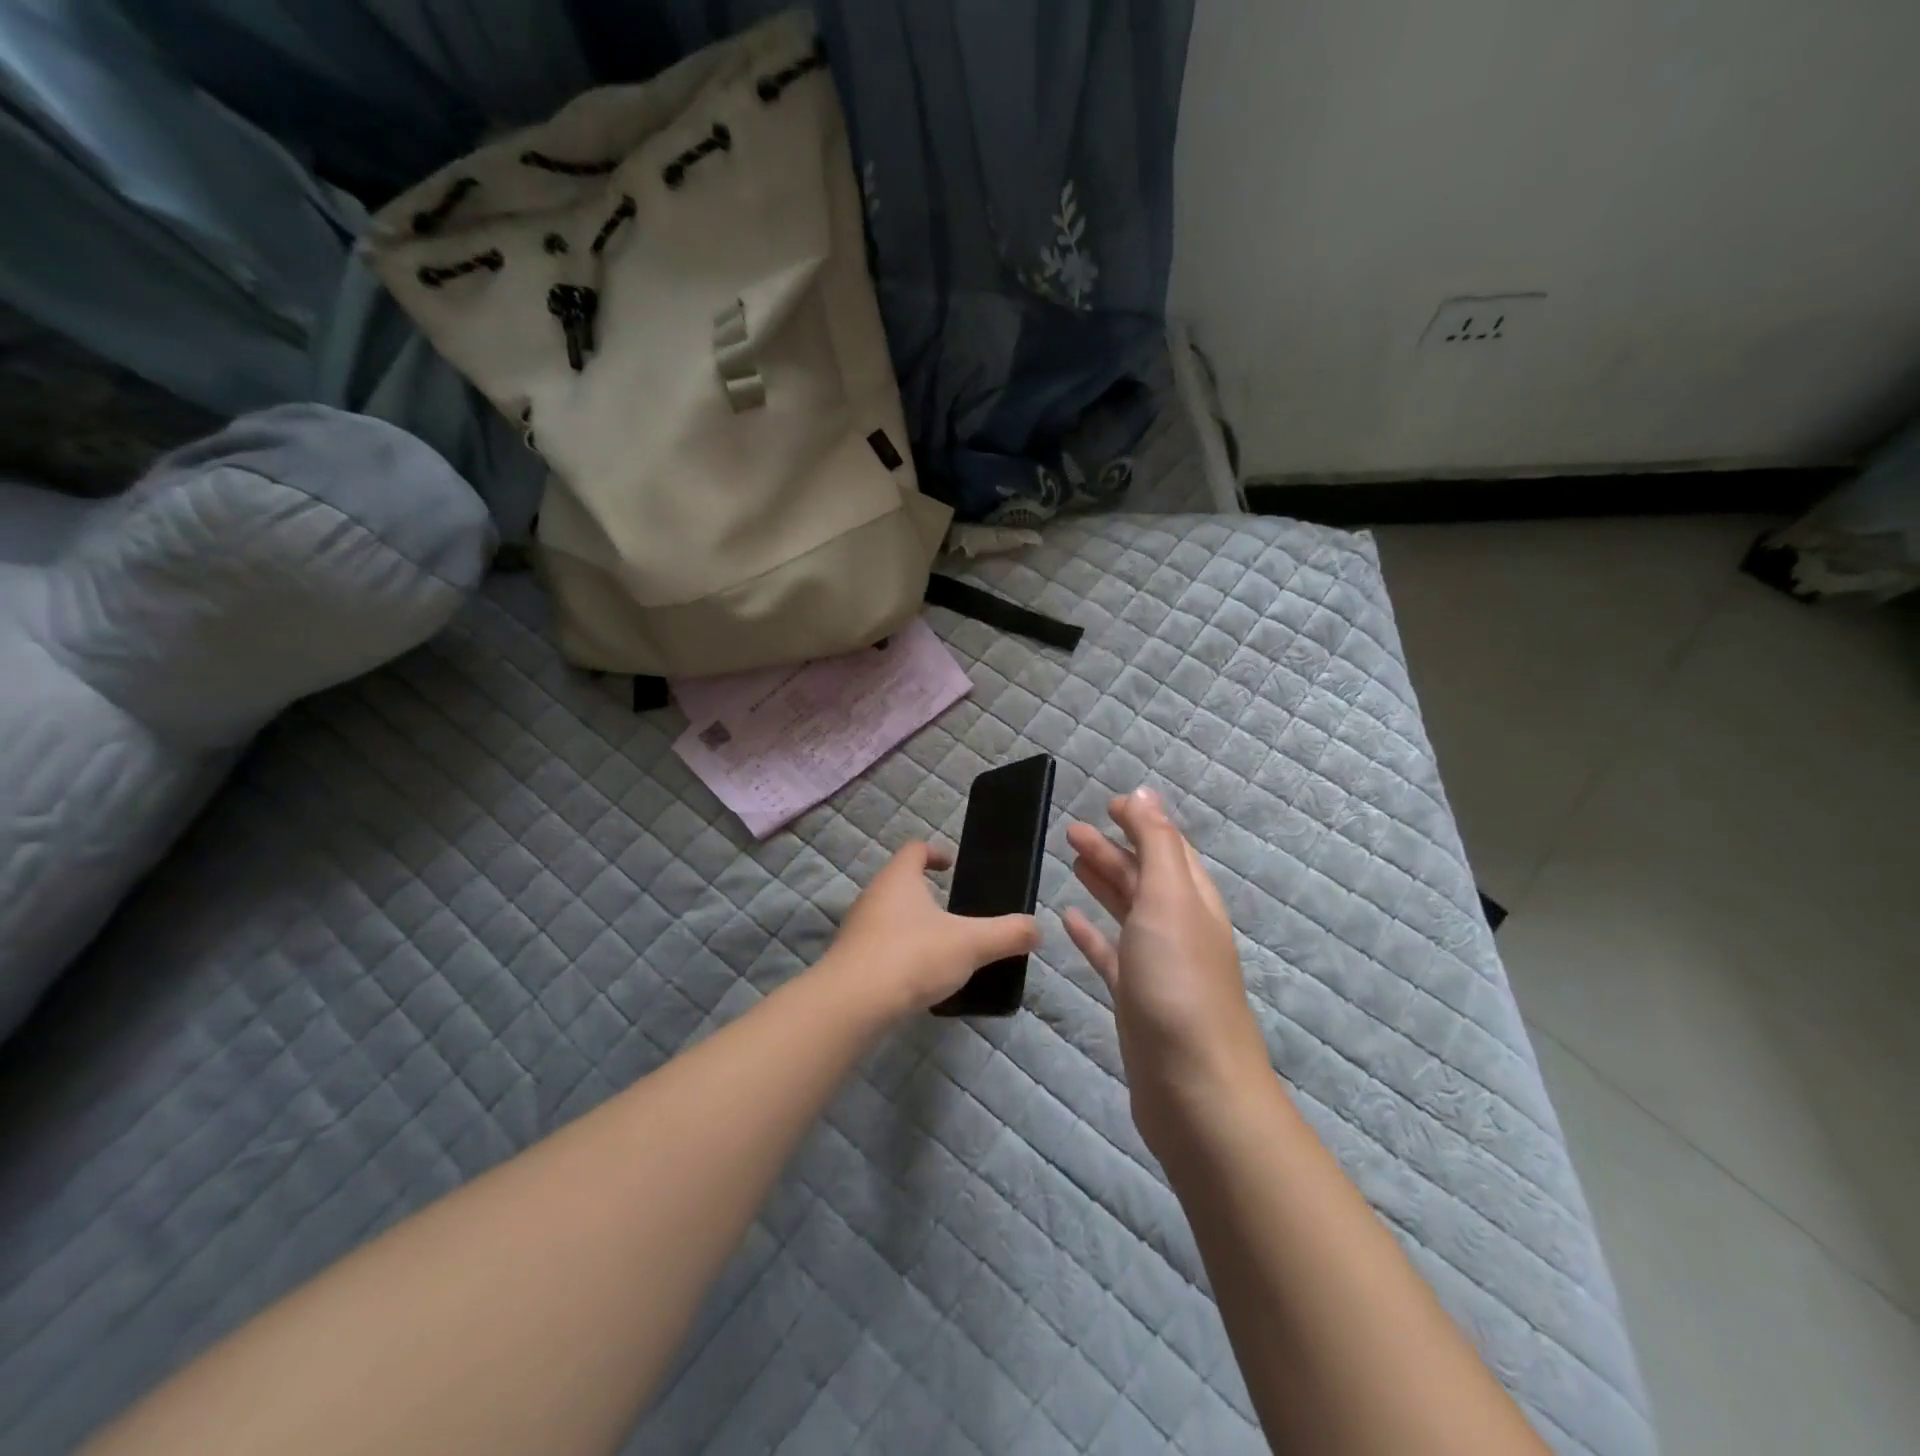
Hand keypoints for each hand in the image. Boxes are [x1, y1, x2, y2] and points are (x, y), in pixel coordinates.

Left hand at [824, 842, 1039, 1017]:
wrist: (853, 1004)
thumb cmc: (913, 956)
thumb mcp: (971, 944)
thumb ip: (1007, 934)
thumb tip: (1036, 928)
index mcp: (899, 878)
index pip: (915, 849)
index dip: (935, 853)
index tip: (953, 866)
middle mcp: (873, 896)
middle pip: (900, 883)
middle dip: (927, 894)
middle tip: (957, 913)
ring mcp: (857, 929)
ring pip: (890, 917)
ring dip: (914, 926)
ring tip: (943, 948)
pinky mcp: (851, 961)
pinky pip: (880, 948)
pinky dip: (901, 955)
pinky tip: (919, 978)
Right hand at [1064, 789, 1271, 1150]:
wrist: (1193, 1087)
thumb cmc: (1179, 982)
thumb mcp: (1169, 899)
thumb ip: (1156, 844)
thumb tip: (1145, 793)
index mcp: (1192, 899)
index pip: (1167, 847)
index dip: (1141, 822)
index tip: (1107, 804)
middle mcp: (1178, 927)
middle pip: (1143, 876)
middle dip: (1112, 849)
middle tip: (1070, 830)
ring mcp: (1157, 965)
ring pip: (1127, 911)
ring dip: (1102, 883)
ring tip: (1071, 861)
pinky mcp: (1135, 998)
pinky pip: (1110, 954)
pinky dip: (1091, 933)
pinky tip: (1068, 920)